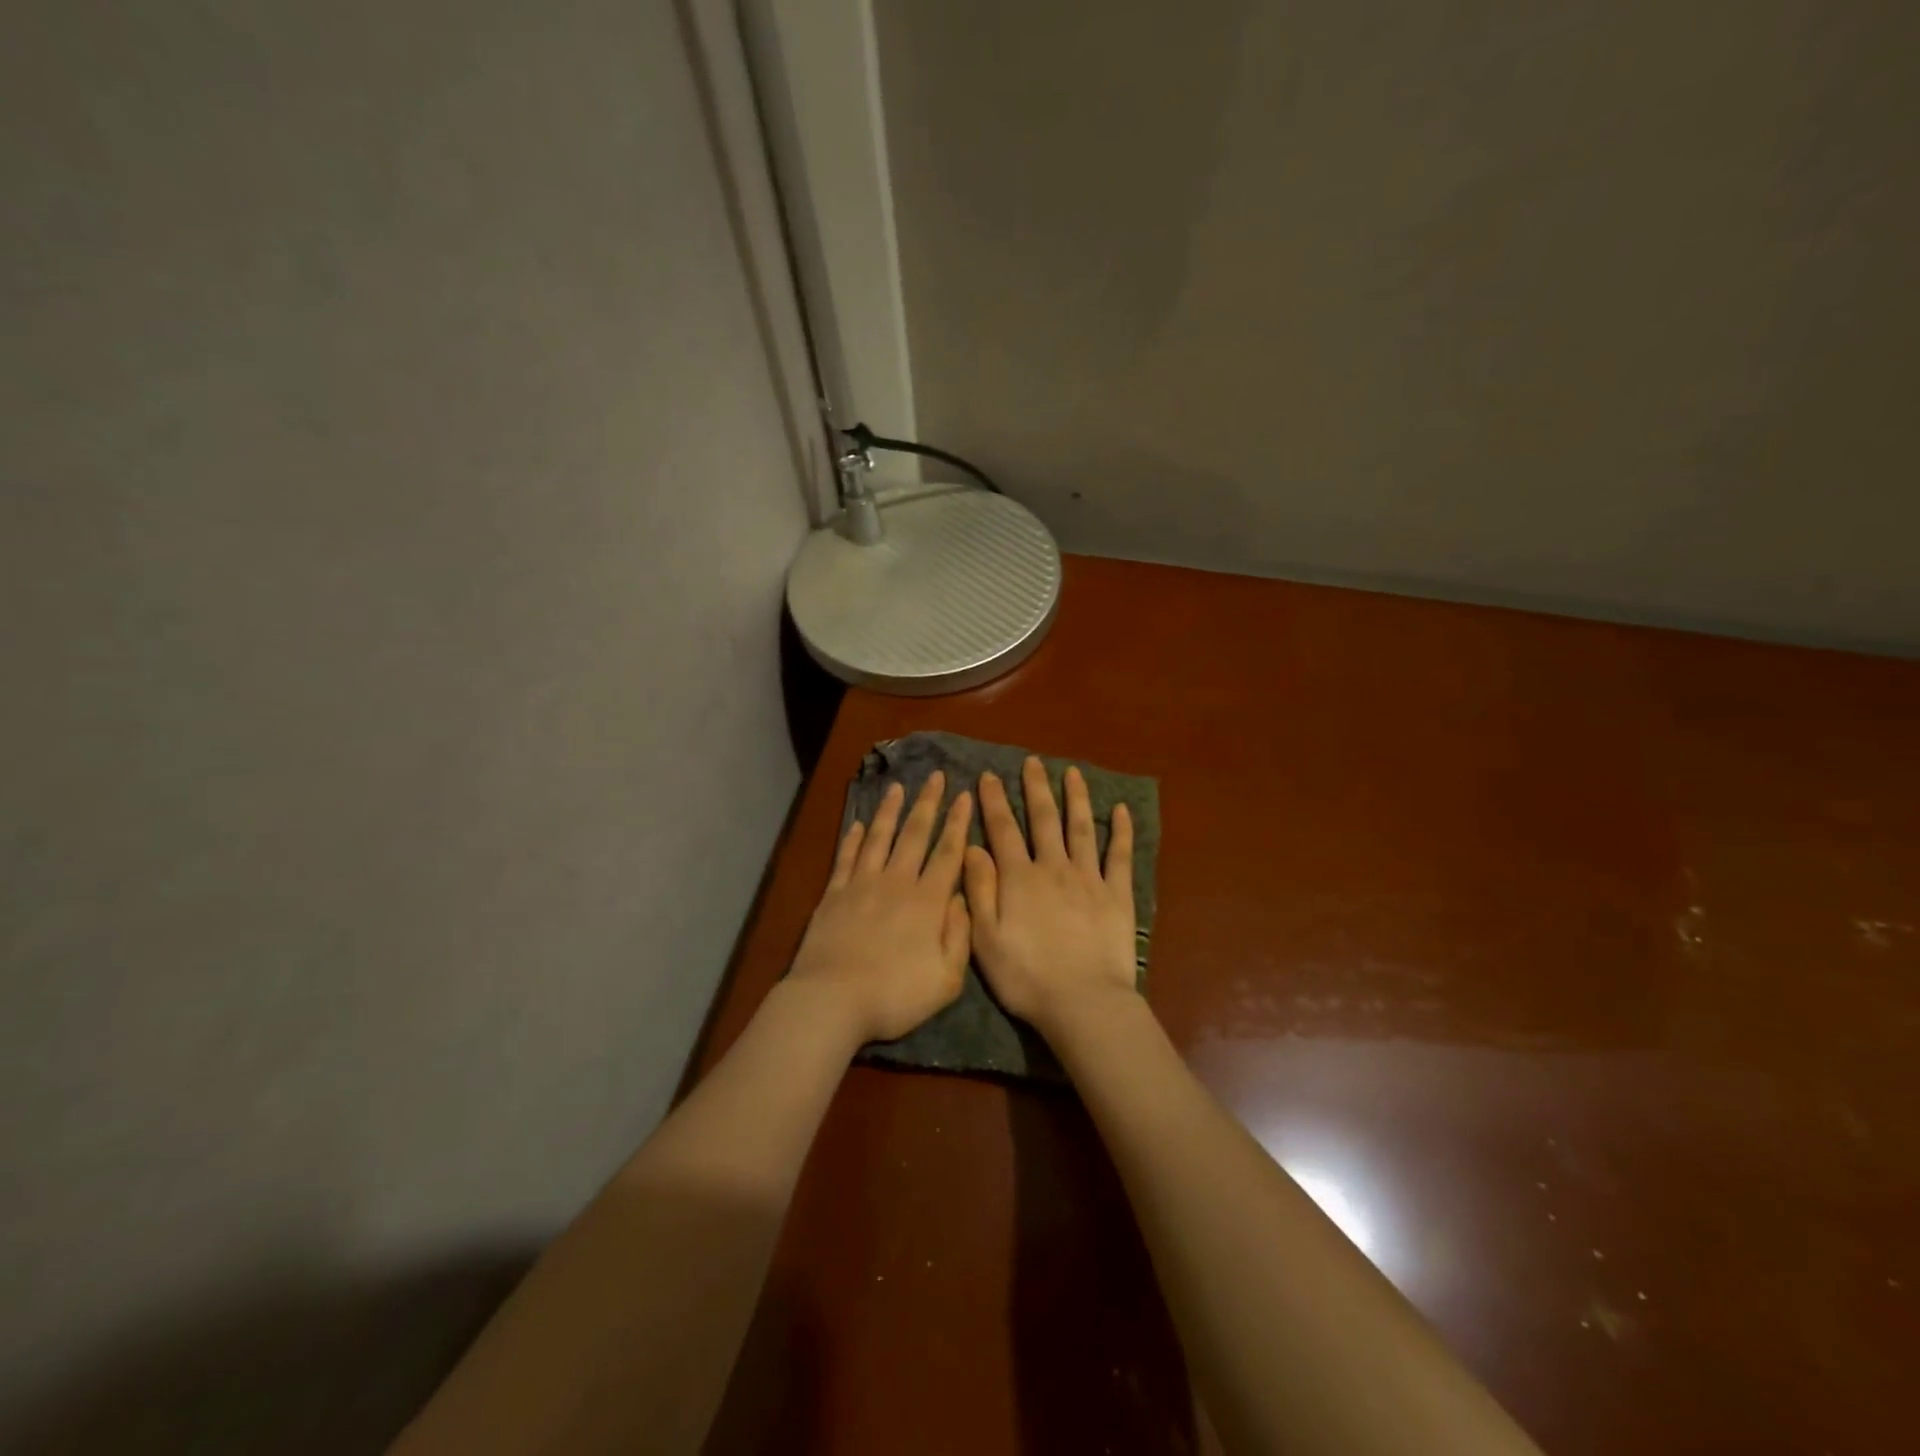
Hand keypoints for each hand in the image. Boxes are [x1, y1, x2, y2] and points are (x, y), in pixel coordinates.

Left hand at [788, 772, 973, 1045]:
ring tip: (898, 786)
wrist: (833, 1000)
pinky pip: (847, 857)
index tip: (965, 795)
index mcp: (928, 901)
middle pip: (915, 834)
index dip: (958, 822)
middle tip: (936, 776)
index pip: (948, 852)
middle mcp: (897, 882)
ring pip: (880, 838)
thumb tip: (963, 898)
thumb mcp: (947, 978)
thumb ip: (960, 935)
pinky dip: (854, 838)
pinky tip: (859, 824)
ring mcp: (862, 885)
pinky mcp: (834, 894)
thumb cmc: (895, 995)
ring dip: (890, 811)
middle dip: (928, 803)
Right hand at [964, 757, 1137, 1039]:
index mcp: (1019, 878)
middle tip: (1032, 762)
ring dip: (1075, 798)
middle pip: (1043, 819)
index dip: (994, 802)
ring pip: (1080, 828)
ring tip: (1072, 772)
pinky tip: (1120, 810)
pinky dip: (1120, 831)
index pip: (1003, 830)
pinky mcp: (1117, 895)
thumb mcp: (985, 939)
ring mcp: (1089, 878)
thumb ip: (978, 890)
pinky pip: (1120, 856)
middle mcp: (1053, 867)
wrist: (1083, 1003)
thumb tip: (972, 847)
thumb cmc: (1026, 977)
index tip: (989, 776)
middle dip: (1035, 788)